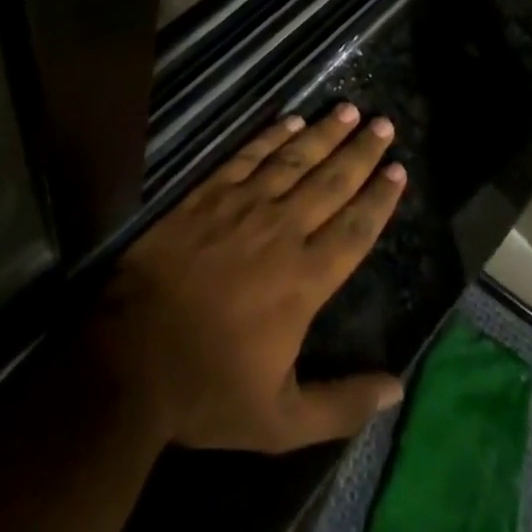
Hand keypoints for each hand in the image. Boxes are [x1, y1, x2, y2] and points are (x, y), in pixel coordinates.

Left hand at [90, 105, 408, 452]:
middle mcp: (282, 230)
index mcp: (305, 279)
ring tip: (348, 110)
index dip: (380, 198)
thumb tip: (396, 387)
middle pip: (331, 181)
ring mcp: (243, 205)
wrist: (131, 354)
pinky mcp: (209, 192)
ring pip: (295, 159)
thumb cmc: (208, 388)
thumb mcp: (280, 421)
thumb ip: (340, 404)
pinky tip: (291, 120)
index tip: (399, 169)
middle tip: (383, 124)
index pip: (355, 229)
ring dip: (324, 133)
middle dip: (361, 152)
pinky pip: (249, 155)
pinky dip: (272, 135)